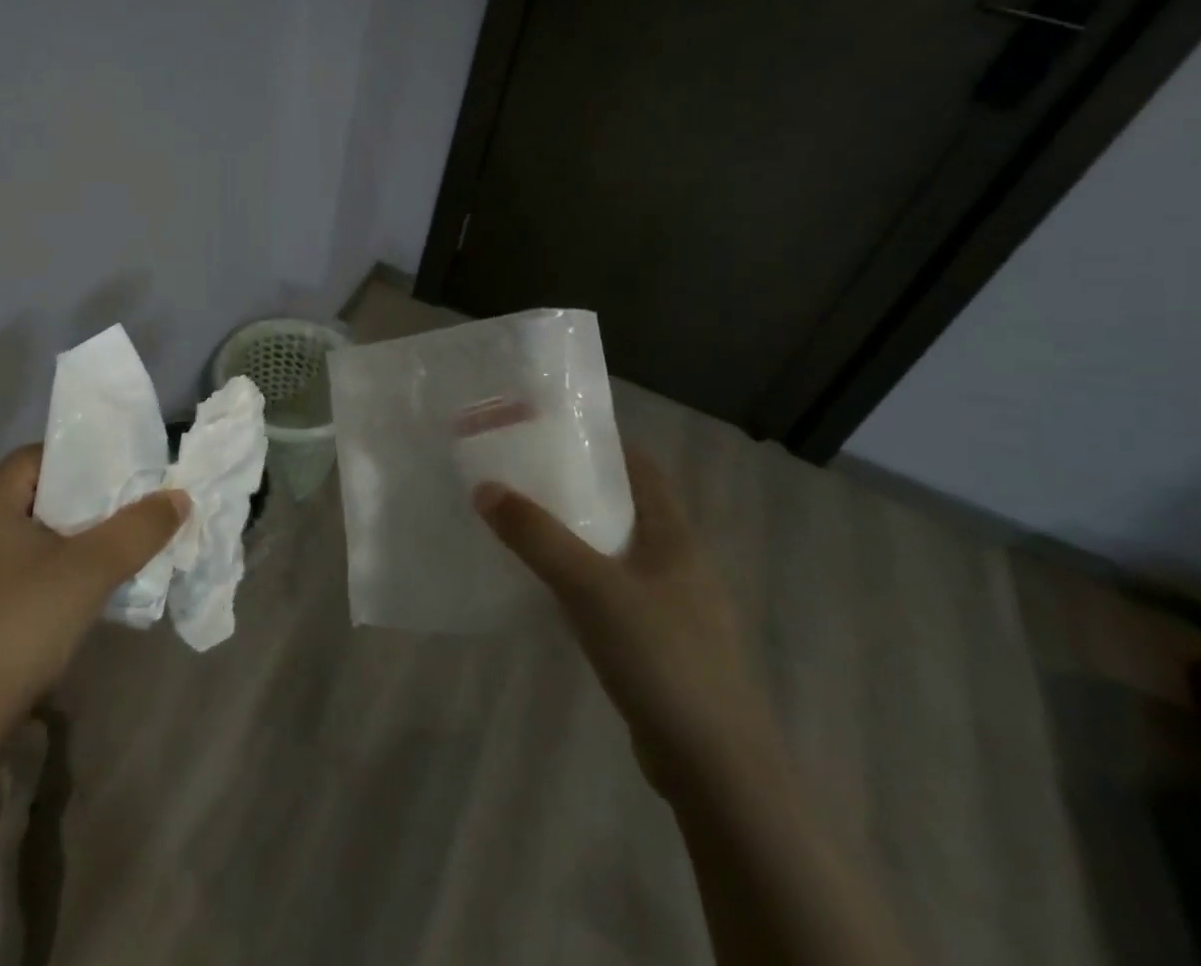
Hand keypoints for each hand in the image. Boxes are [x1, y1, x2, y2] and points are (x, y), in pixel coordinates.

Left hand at [0, 444, 188, 719]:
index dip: (86, 460)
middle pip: (39, 492)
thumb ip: (140, 527)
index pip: (41, 456)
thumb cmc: (24, 622)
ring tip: (116, 544)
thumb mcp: (93, 568)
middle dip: (86, 499)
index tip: (125, 475)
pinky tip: (83, 583)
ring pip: (32, 531)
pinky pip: (20, 562)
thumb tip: (179, 498)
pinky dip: (54, 562)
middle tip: (129, 508)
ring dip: (73, 535)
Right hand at [474, 452, 772, 796]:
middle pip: (626, 508)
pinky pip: (615, 594)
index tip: (552, 433)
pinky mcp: (660, 646)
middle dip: (579, 489)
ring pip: (617, 553)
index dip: (602, 445)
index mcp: (675, 537)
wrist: (715, 768)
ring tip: (526, 525)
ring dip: (578, 536)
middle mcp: (679, 564)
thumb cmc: (661, 658)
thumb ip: (537, 537)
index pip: (642, 469)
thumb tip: (485, 488)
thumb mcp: (591, 587)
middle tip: (524, 475)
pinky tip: (549, 590)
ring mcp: (673, 608)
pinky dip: (582, 580)